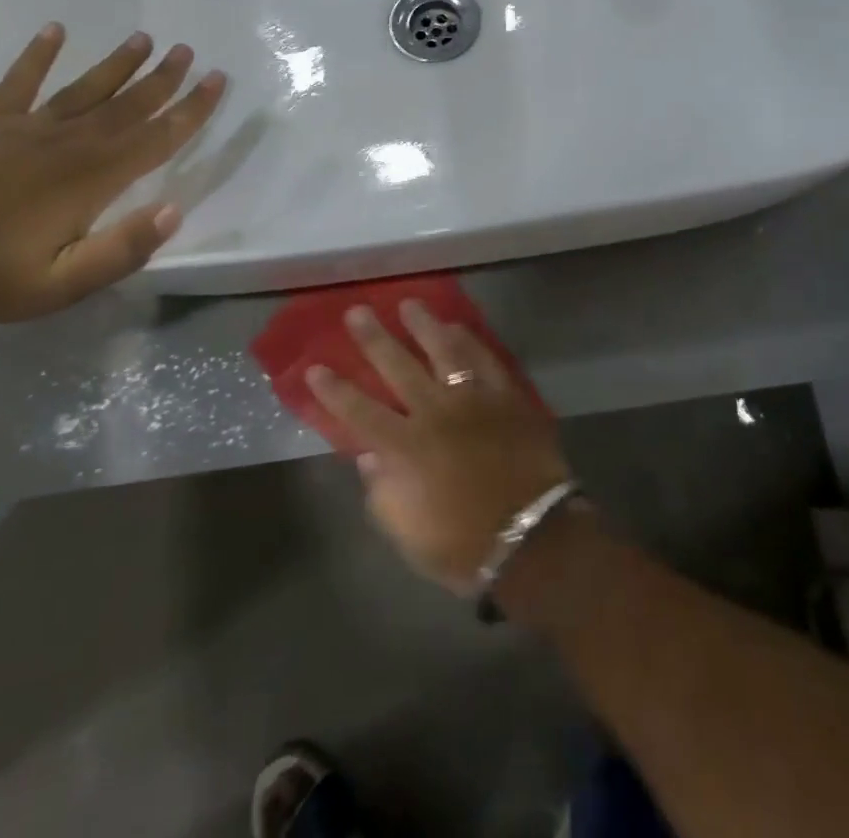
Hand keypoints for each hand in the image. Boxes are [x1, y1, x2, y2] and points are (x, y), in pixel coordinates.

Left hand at [0, 23, 225, 322]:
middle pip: (128, 105)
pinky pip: (19, 81)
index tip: (217, 80)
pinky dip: (37, 54)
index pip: (157, 137)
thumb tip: (174, 210)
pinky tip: (55, 30)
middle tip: (187, 50)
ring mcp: (26, 128)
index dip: (192, 109)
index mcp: (94, 178)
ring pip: (85, 88)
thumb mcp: (68, 283)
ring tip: (144, 38)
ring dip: (118, 63)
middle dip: (163, 79)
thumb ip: (122, 248)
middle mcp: (70, 143)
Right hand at [307, 301, 570, 593]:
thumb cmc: (464, 544)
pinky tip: (456, 326)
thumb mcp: (408, 534)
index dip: (334, 389)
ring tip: (408, 304)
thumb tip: (369, 456)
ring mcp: (473, 399)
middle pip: (397, 366)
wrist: (533, 539)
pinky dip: (468, 340)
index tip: (315, 367)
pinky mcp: (506, 396)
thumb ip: (383, 492)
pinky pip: (484, 359)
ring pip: (442, 350)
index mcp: (406, 448)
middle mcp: (435, 412)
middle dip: (373, 338)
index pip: (359, 411)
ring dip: (423, 325)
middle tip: (357, 312)